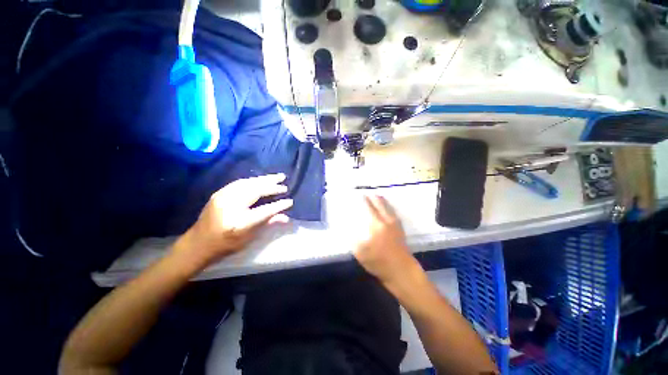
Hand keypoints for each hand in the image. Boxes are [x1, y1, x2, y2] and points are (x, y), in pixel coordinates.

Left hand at [175, 174, 292, 266]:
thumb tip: (286, 217)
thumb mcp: (248, 238)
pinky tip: (261, 180)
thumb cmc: (225, 245)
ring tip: (278, 177)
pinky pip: (240, 182)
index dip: (279, 205)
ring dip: (265, 179)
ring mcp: (223, 197)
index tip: (290, 201)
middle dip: (272, 186)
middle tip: (284, 184)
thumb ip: (268, 224)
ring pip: (249, 183)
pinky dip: (254, 180)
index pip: (264, 210)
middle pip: (256, 191)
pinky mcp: (219, 193)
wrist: (197, 244)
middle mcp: (230, 206)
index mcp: (239, 222)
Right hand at [354, 195, 416, 285]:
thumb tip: (348, 229)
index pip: (368, 207)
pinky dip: (388, 206)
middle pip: (379, 203)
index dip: (363, 200)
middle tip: (367, 193)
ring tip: (376, 196)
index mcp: (376, 225)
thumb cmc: (379, 262)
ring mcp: (395, 223)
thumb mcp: (361, 252)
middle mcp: (386, 220)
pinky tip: (385, 208)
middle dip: (373, 197)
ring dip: (381, 200)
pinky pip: (393, 212)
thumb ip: (353, 239)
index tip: (359, 195)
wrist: (402, 271)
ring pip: (388, 206)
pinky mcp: (400, 228)